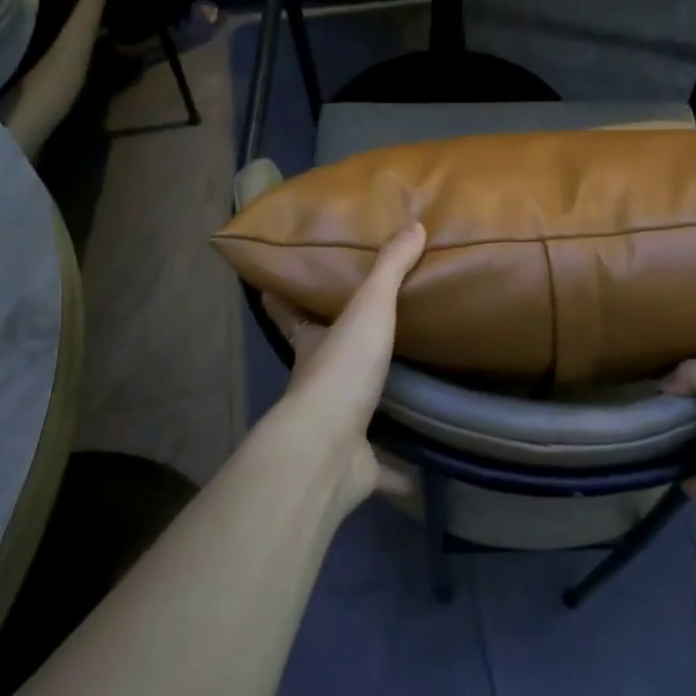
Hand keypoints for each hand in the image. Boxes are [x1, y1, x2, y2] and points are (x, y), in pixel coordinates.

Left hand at [261, 223, 426, 509]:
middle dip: (332, 349)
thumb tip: (413, 225)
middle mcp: (317, 385)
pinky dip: (399, 469)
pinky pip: (383, 465)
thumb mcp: (368, 309)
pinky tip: (422, 470)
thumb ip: (389, 268)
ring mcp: (335, 428)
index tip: (273, 283)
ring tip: (403, 390)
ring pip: (350, 412)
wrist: (327, 450)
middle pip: (319, 361)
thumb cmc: (341, 370)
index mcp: (312, 345)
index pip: (288, 313)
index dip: (279, 297)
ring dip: (368, 405)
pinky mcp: (357, 464)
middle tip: (364, 331)